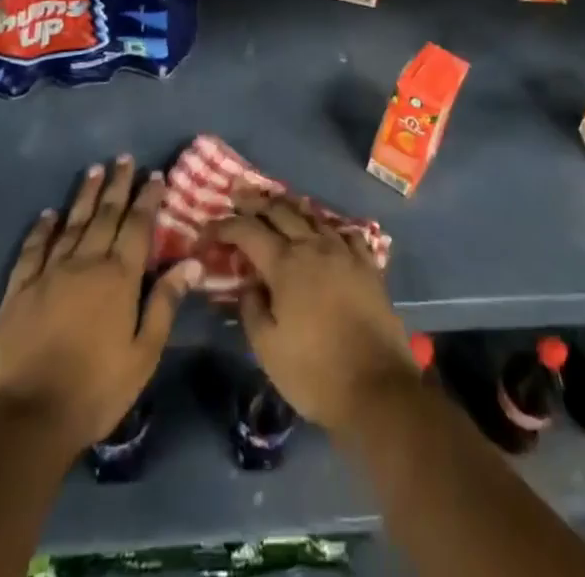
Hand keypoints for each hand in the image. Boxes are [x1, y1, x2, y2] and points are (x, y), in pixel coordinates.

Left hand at [0, 156, 201, 456]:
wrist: (25, 419)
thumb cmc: (95, 390)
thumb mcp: (143, 354)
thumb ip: (165, 304)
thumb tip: (192, 262)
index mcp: (119, 278)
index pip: (138, 227)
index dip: (148, 199)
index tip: (155, 175)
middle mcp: (85, 264)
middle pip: (105, 215)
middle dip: (117, 185)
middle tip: (123, 158)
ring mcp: (49, 274)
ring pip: (71, 224)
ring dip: (84, 196)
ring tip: (93, 171)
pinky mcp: (19, 290)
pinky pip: (32, 250)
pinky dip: (41, 229)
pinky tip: (47, 215)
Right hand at [212, 193, 415, 431]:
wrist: (377, 386)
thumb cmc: (314, 372)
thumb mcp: (267, 349)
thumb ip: (251, 309)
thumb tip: (248, 284)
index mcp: (285, 264)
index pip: (247, 231)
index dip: (224, 226)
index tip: (207, 231)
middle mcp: (313, 247)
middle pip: (280, 211)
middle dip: (255, 203)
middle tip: (238, 197)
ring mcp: (344, 252)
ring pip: (313, 216)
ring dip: (291, 206)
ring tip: (278, 203)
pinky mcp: (368, 265)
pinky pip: (346, 233)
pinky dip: (329, 227)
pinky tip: (326, 231)